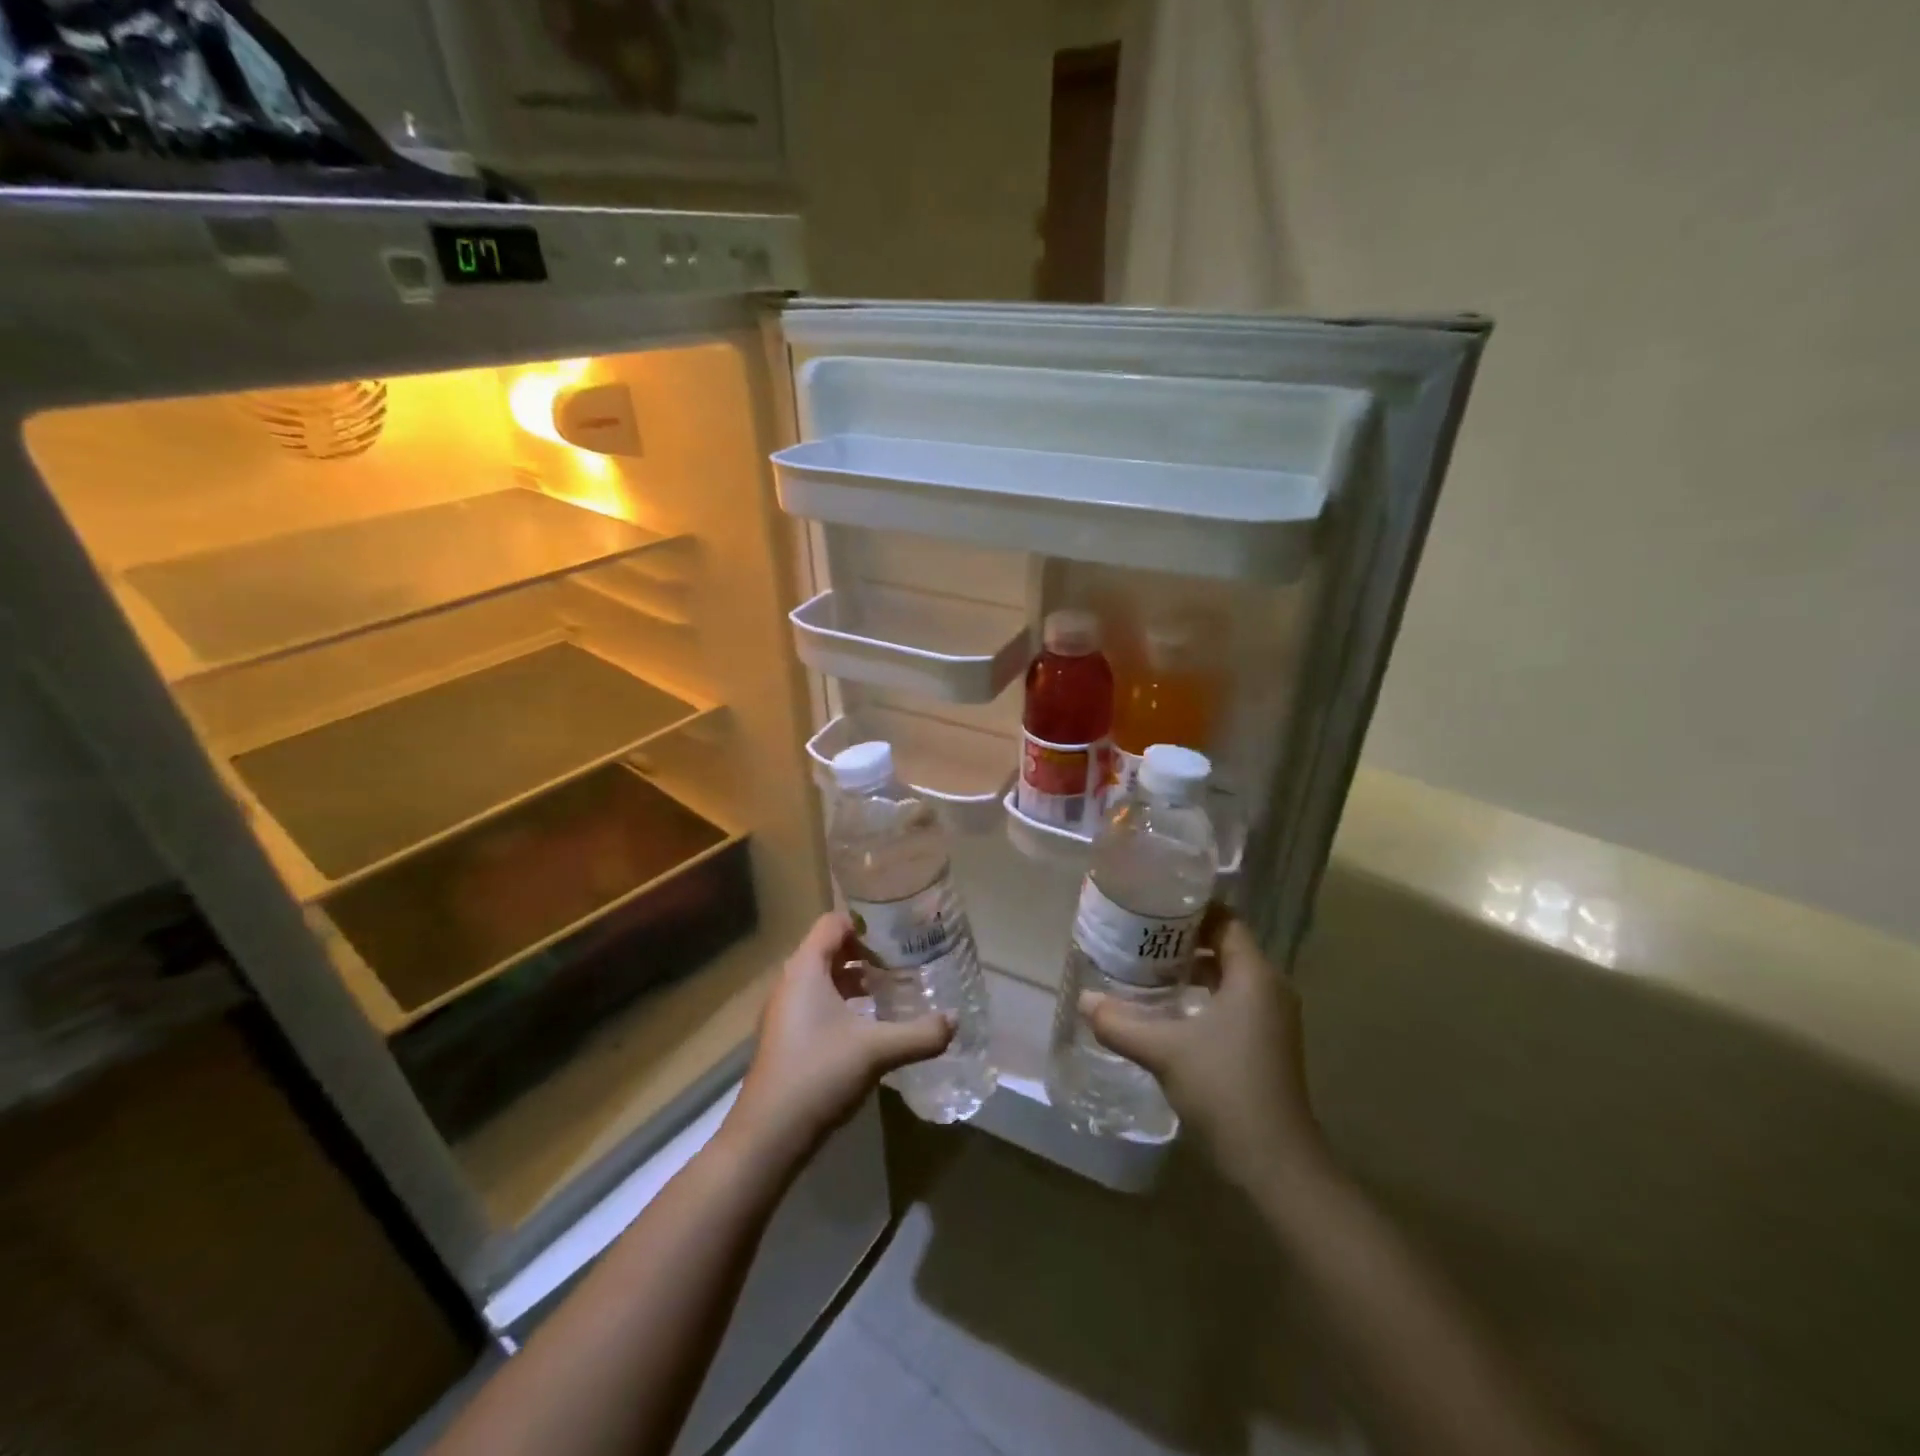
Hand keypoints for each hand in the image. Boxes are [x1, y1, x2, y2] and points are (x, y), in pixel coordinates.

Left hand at [726, 913, 953, 1167]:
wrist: (767, 1136)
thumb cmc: (818, 1074)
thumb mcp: (877, 1051)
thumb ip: (920, 1033)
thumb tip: (955, 1020)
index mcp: (805, 969)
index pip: (833, 922)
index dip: (865, 924)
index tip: (898, 936)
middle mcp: (790, 982)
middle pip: (829, 948)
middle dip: (866, 953)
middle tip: (903, 964)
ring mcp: (784, 1011)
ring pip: (824, 978)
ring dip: (856, 980)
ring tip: (892, 993)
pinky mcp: (786, 1037)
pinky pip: (817, 1003)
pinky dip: (843, 1004)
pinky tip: (870, 1027)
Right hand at [1086, 910, 1329, 1195]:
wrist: (1274, 1163)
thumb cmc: (1224, 1088)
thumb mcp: (1163, 1050)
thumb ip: (1120, 1022)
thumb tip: (1083, 1000)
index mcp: (1254, 976)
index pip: (1225, 920)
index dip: (1189, 910)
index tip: (1151, 907)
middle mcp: (1269, 989)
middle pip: (1225, 946)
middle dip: (1182, 940)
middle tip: (1138, 936)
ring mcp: (1271, 1019)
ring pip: (1227, 977)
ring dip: (1191, 970)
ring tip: (1145, 969)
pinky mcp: (1266, 1044)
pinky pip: (1232, 1002)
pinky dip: (1202, 997)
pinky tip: (1168, 1011)